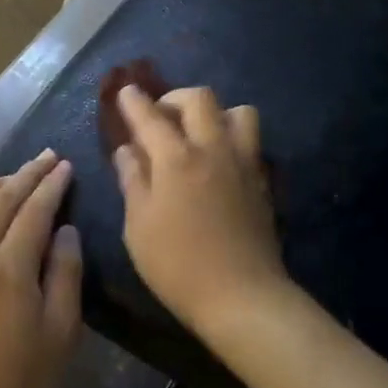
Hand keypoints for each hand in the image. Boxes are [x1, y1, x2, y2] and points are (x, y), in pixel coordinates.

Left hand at [0, 150, 82, 387]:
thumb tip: (65, 230)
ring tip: (11, 176)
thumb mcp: (61, 334)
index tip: (66, 165)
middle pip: (0, 201)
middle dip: (25, 174)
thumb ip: (65, 275)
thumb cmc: (21, 385)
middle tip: (46, 157)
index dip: (51, 185)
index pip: (34, 211)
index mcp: (11, 269)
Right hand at [112, 86, 288, 342]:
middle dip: (175, 98)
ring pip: (238, 111)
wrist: (242, 296)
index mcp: (177, 159)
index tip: (125, 91)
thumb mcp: (138, 227)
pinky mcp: (262, 181)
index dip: (134, 101)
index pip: (151, 116)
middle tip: (160, 117)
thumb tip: (128, 150)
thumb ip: (133, 181)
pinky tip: (219, 162)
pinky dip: (232, 138)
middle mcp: (213, 149)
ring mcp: (243, 162)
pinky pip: (250, 141)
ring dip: (215, 114)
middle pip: (200, 99)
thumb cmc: (178, 266)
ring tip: (198, 135)